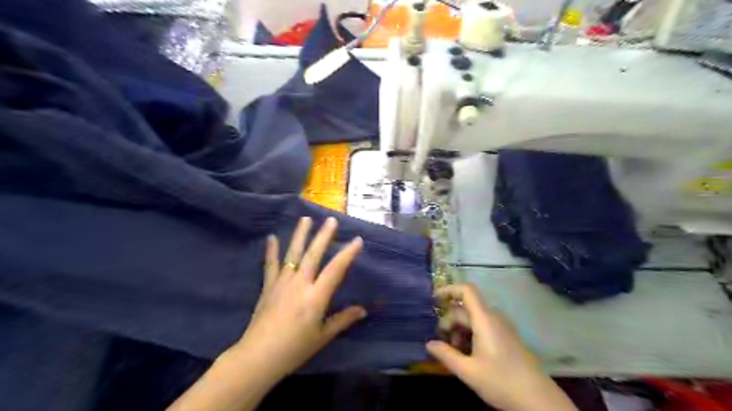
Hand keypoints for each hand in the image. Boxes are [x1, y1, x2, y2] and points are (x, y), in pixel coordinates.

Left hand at [229, 217, 366, 380]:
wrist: (258, 357)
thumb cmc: (295, 348)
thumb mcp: (323, 336)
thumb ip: (343, 320)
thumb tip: (363, 310)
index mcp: (316, 296)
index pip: (335, 269)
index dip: (347, 253)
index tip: (357, 240)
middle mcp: (300, 283)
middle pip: (313, 254)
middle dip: (323, 236)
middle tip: (331, 220)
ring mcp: (282, 282)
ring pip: (293, 254)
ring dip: (300, 235)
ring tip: (305, 219)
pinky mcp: (268, 286)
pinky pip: (271, 265)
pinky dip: (272, 251)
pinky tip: (272, 237)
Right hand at [427, 284, 573, 410]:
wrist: (539, 401)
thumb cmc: (502, 382)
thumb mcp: (468, 371)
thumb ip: (446, 355)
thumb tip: (429, 344)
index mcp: (485, 320)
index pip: (467, 291)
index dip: (449, 289)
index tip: (433, 299)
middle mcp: (494, 318)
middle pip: (466, 309)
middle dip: (450, 321)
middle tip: (441, 342)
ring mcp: (502, 327)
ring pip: (473, 319)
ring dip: (459, 330)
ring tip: (454, 352)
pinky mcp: (506, 337)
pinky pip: (483, 327)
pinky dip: (470, 335)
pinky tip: (467, 354)